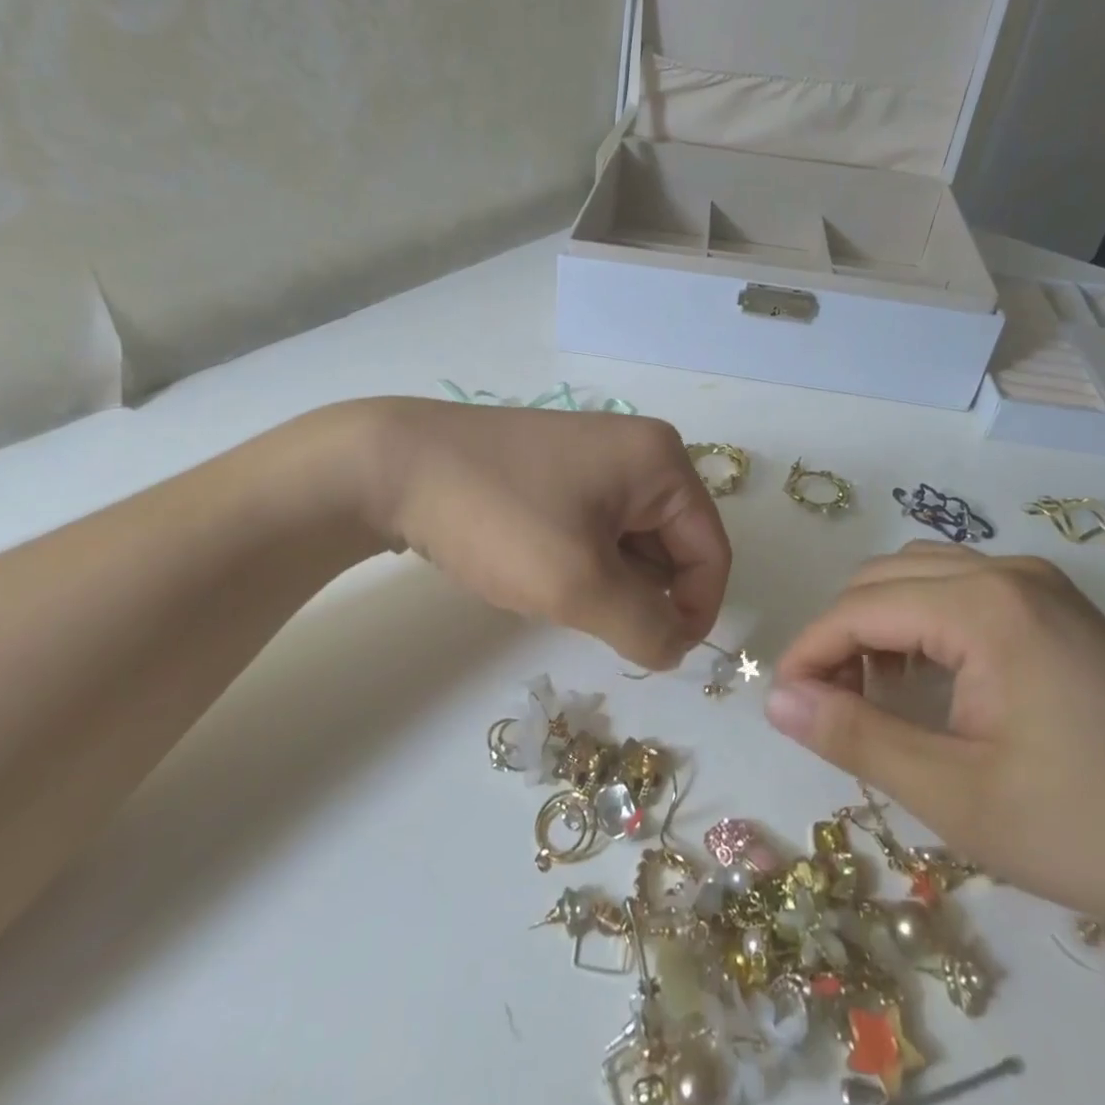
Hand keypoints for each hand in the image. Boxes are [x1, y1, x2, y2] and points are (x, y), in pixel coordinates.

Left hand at [359, 398, 730, 670]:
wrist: (393, 467)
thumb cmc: (500, 517)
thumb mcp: (580, 584)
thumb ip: (645, 628)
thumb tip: (676, 648)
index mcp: (662, 461)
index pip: (710, 551)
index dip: (694, 611)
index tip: (654, 655)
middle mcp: (639, 450)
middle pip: (673, 545)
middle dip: (640, 593)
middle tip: (586, 613)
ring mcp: (596, 456)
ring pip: (631, 542)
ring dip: (608, 580)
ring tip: (554, 585)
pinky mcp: (558, 469)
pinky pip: (596, 528)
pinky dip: (582, 560)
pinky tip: (537, 565)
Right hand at [765, 542, 1104, 949]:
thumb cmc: (1095, 829)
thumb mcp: (958, 796)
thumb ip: (856, 738)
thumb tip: (778, 700)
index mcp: (984, 605)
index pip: (858, 608)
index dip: (809, 653)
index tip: (783, 706)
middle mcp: (1009, 572)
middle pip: (882, 579)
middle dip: (840, 636)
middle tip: (829, 708)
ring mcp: (1042, 585)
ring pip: (920, 576)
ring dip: (879, 624)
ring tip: (875, 694)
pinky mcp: (1062, 609)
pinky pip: (962, 590)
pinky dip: (923, 623)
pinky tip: (932, 682)